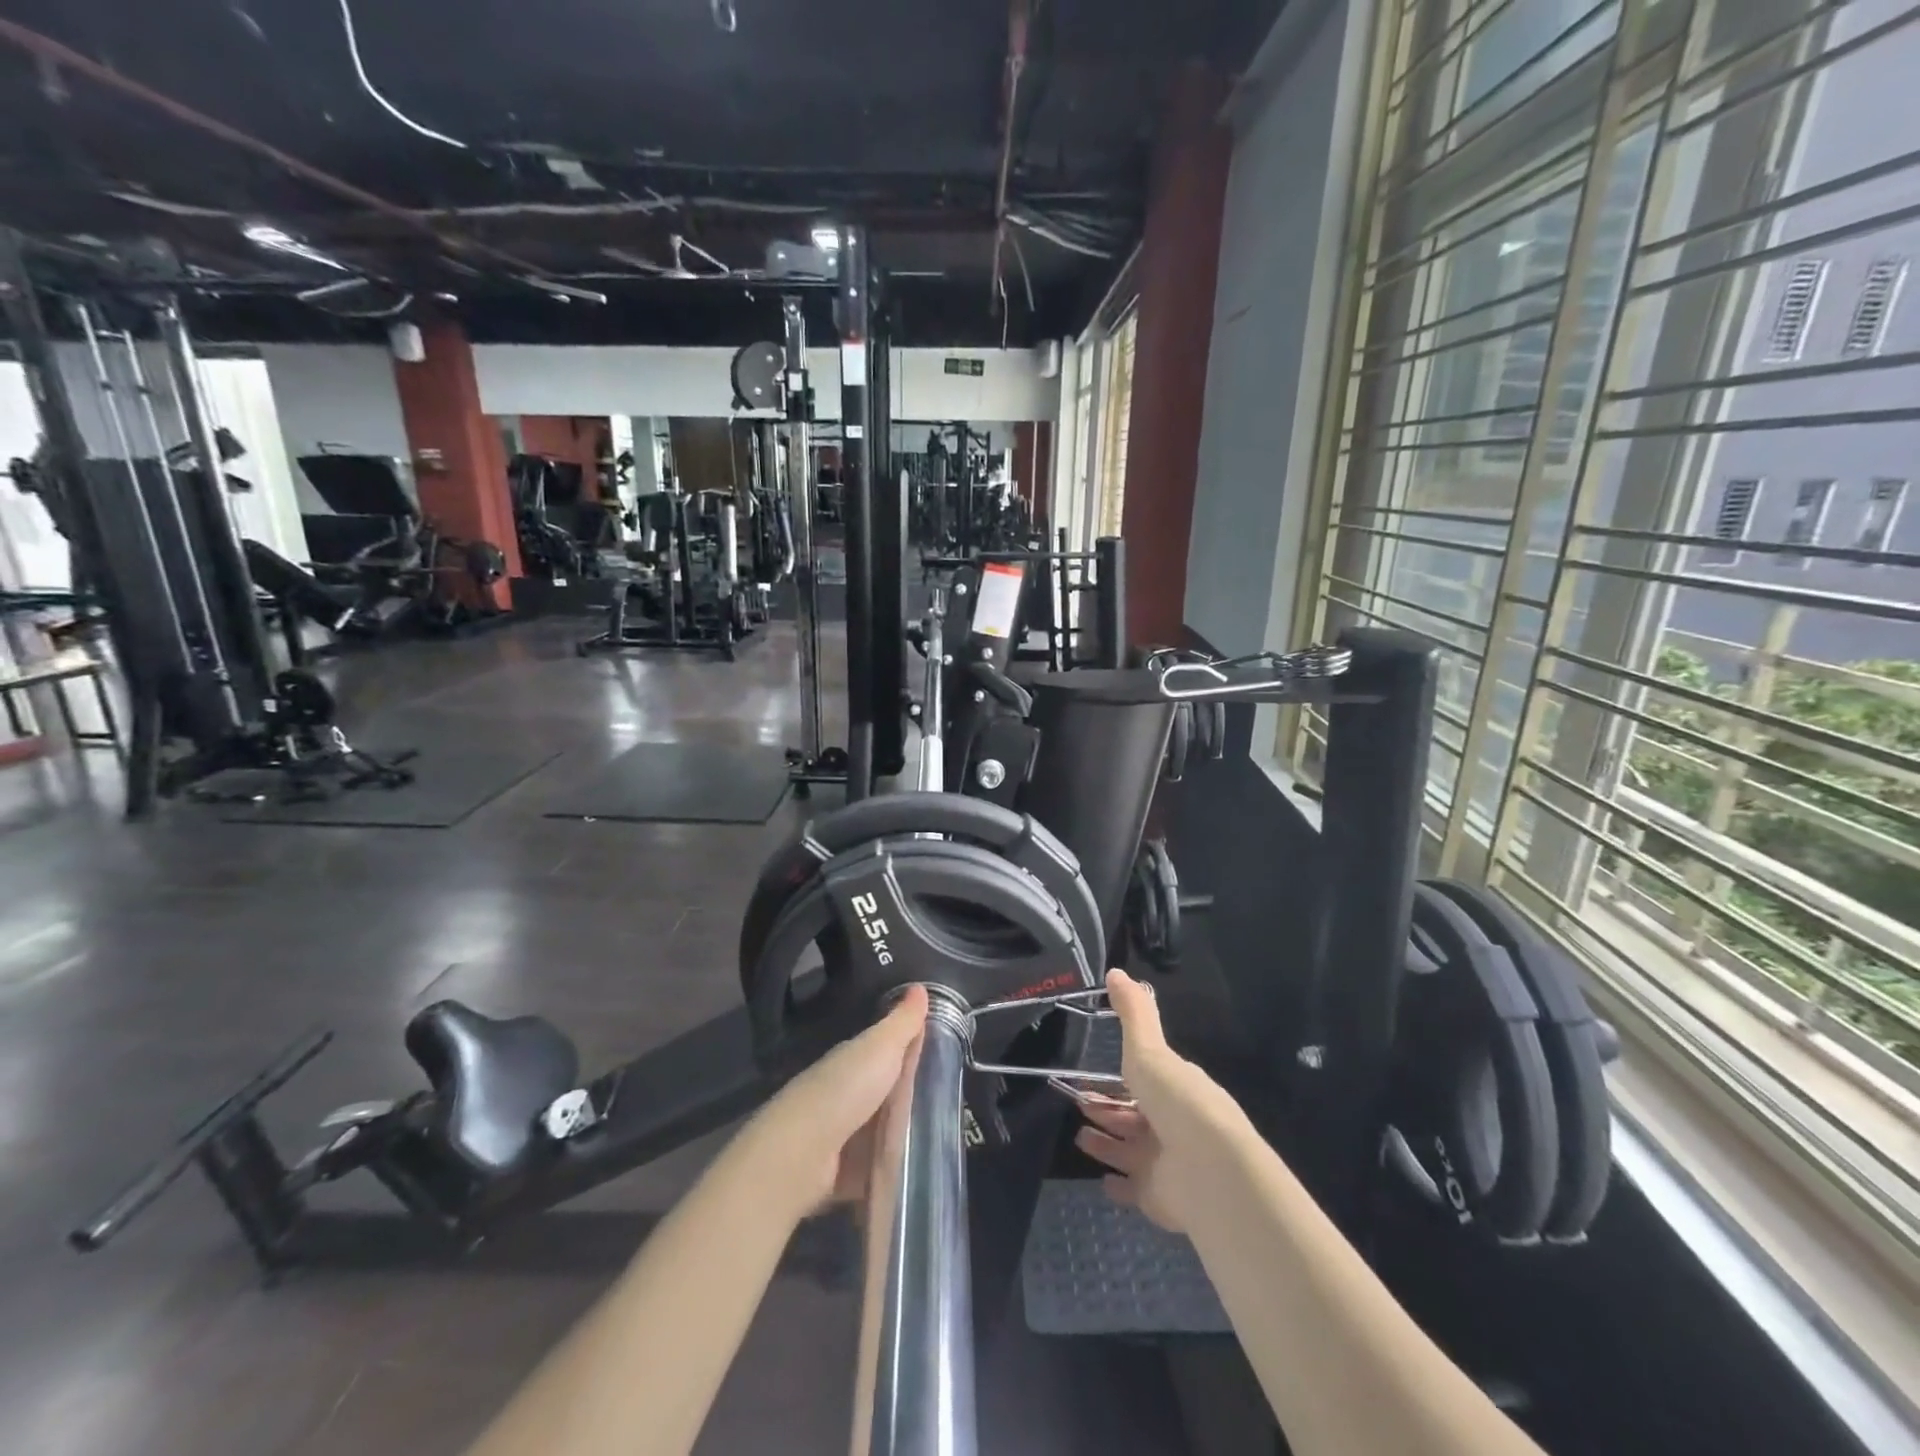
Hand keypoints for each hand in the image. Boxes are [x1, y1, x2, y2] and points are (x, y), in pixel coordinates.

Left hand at [747, 985, 929, 1213]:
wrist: (803, 1153)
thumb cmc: (845, 1089)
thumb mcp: (880, 1047)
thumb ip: (902, 1022)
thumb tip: (920, 986)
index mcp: (855, 1061)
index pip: (889, 1051)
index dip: (915, 1050)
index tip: (949, 1054)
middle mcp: (849, 1094)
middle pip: (890, 1092)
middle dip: (915, 1096)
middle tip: (956, 1101)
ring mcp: (848, 1135)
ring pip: (886, 1129)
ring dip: (907, 1134)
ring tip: (948, 1138)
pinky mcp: (849, 1174)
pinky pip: (880, 1168)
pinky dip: (895, 1169)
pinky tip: (923, 1172)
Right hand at [1072, 969, 1237, 1232]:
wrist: (1207, 1168)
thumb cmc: (1176, 1099)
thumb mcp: (1149, 1048)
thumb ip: (1133, 1013)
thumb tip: (1115, 971)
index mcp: (1174, 1089)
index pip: (1144, 1081)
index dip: (1119, 1078)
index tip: (1089, 1075)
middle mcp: (1172, 1126)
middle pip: (1134, 1117)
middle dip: (1108, 1110)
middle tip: (1078, 1102)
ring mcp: (1167, 1164)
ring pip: (1130, 1151)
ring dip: (1107, 1144)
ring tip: (1079, 1136)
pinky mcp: (1159, 1199)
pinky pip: (1134, 1191)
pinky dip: (1118, 1186)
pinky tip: (1100, 1181)